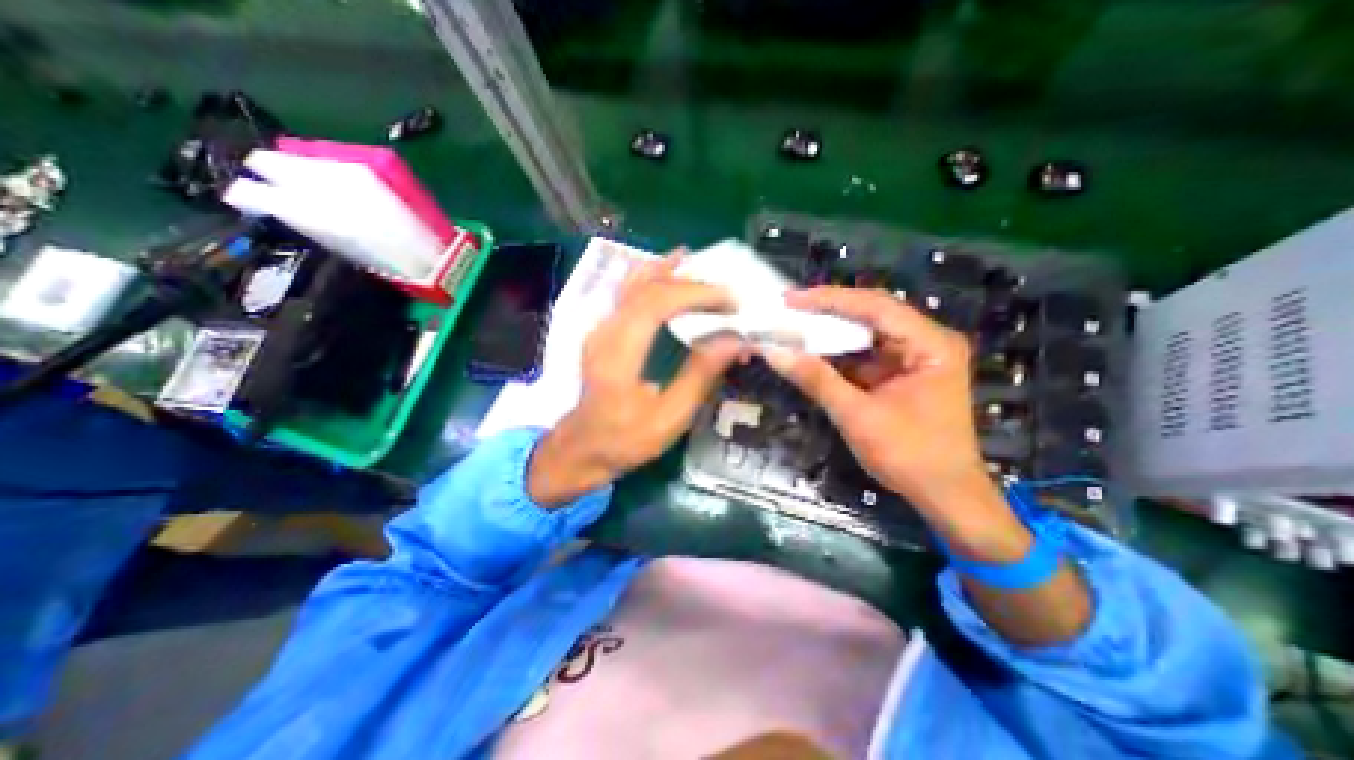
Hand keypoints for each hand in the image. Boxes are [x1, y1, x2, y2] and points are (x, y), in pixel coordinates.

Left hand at [525, 254, 739, 510]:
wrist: (582, 448)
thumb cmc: (625, 440)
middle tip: (724, 290)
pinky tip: (666, 272)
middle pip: (646, 287)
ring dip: (666, 271)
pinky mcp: (602, 331)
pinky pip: (627, 293)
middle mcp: (605, 331)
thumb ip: (699, 376)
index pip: (657, 303)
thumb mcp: (669, 419)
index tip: (730, 301)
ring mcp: (600, 328)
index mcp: (619, 353)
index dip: (696, 294)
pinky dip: (651, 278)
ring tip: (696, 262)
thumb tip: (734, 341)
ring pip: (632, 283)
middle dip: (689, 283)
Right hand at [761, 284, 1014, 540]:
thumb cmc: (910, 456)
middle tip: (788, 308)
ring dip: (830, 332)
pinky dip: (837, 354)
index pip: (876, 306)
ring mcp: (914, 358)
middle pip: (872, 314)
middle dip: (828, 312)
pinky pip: (865, 355)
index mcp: (930, 344)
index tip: (791, 299)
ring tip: (794, 325)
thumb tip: (774, 353)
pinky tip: (811, 350)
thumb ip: (816, 380)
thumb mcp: (858, 416)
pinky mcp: (901, 374)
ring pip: (866, 333)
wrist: (944, 496)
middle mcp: (926, 341)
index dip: (830, 299)